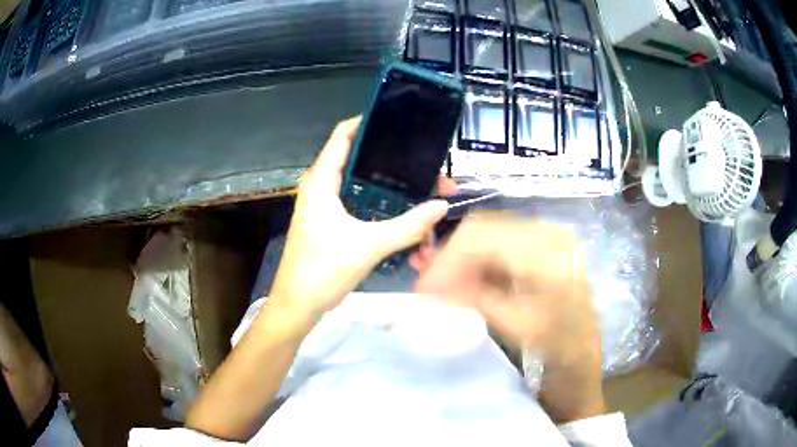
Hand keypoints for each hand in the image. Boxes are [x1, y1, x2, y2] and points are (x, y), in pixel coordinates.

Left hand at [267, 117, 449, 328]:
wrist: (299, 305)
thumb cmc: (323, 269)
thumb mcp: (368, 245)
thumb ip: (408, 226)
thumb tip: (441, 206)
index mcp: (322, 181)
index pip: (343, 135)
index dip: (368, 121)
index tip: (399, 120)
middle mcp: (325, 188)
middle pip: (365, 164)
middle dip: (400, 170)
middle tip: (432, 174)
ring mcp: (330, 208)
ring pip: (370, 193)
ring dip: (399, 200)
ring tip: (429, 208)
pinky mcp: (335, 226)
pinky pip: (367, 212)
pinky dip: (388, 219)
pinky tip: (412, 235)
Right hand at [414, 212, 604, 422]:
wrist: (585, 355)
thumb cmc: (559, 348)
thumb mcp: (517, 328)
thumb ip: (476, 300)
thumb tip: (431, 287)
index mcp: (548, 252)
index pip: (481, 237)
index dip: (446, 260)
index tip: (423, 288)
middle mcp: (549, 233)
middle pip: (482, 230)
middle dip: (450, 259)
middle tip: (427, 287)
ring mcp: (546, 238)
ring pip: (487, 236)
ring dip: (461, 260)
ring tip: (440, 287)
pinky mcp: (541, 248)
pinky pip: (498, 245)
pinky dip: (476, 263)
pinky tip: (462, 282)